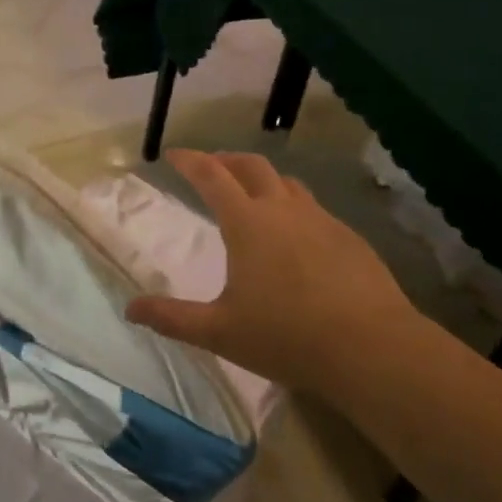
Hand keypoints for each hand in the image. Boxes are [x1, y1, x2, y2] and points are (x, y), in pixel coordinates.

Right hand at [127, 150, 419, 393]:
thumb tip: (131, 310)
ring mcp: (321, 219)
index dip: (190, 161)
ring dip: (263, 179)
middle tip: (212, 167)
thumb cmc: (286, 336)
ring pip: (287, 183)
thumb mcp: (220, 332)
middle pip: (251, 166)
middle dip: (227, 161)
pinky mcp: (349, 237)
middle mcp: (283, 209)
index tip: (174, 154)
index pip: (211, 176)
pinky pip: (313, 208)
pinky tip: (296, 234)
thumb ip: (173, 318)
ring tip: (253, 193)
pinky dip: (293, 206)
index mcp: (247, 223)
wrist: (371, 347)